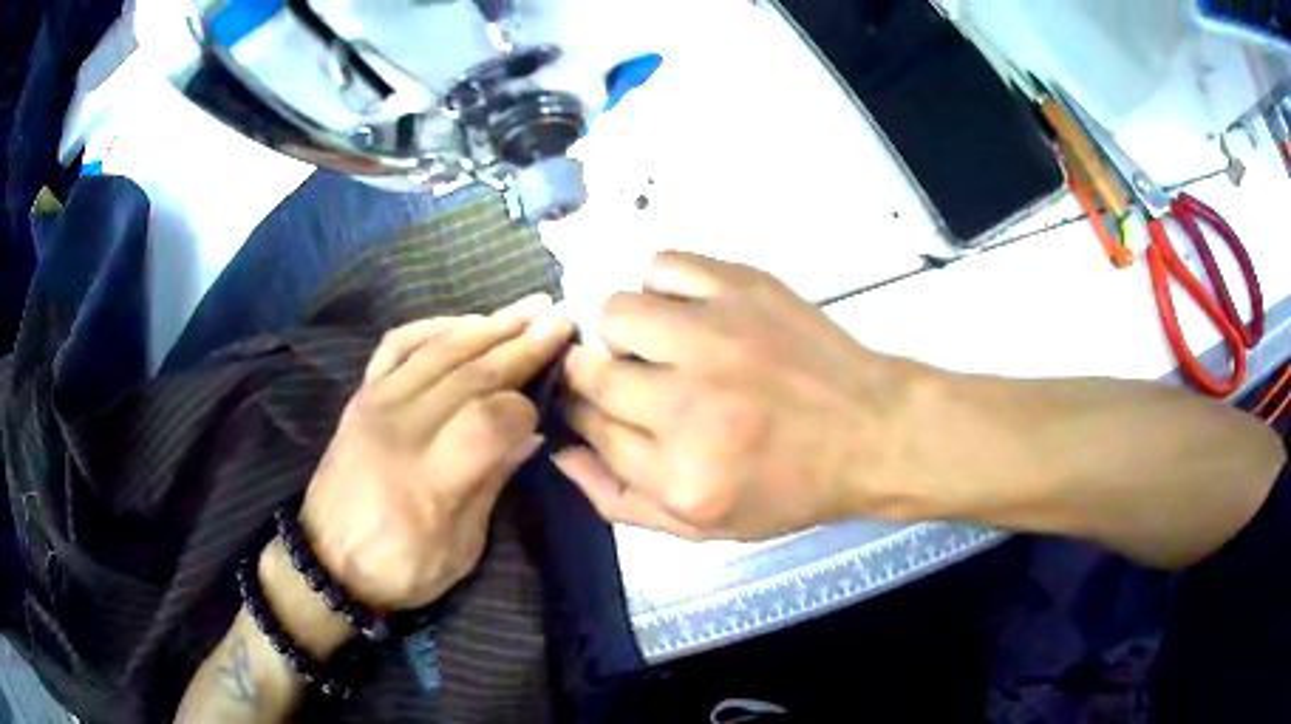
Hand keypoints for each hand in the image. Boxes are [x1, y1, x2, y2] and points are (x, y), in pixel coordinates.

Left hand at [300, 294, 573, 610]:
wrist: (326, 562)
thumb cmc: (399, 569)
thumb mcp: (460, 550)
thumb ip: (491, 485)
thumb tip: (529, 434)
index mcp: (428, 481)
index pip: (487, 420)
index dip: (524, 408)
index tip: (544, 410)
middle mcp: (399, 430)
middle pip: (470, 374)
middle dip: (522, 344)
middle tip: (562, 318)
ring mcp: (375, 405)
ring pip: (439, 350)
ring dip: (489, 326)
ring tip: (529, 309)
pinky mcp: (361, 396)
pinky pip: (397, 344)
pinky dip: (435, 326)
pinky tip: (466, 321)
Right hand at [558, 253, 923, 540]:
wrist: (872, 432)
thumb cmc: (791, 487)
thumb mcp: (706, 526)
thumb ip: (620, 500)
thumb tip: (563, 450)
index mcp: (679, 473)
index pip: (589, 428)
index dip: (583, 415)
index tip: (595, 407)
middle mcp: (689, 404)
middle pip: (592, 372)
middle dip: (593, 377)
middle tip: (629, 380)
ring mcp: (717, 337)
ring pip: (616, 312)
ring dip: (622, 331)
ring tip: (657, 344)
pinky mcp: (743, 288)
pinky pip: (664, 265)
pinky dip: (661, 286)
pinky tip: (683, 309)